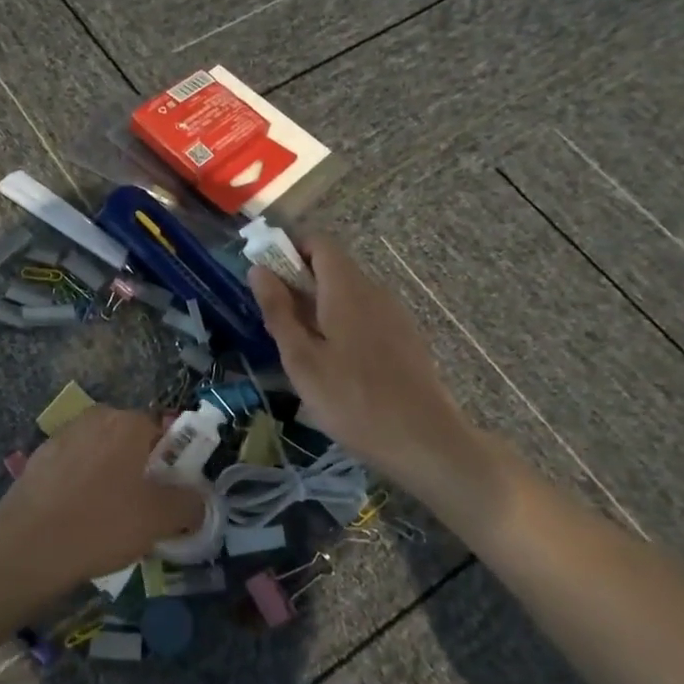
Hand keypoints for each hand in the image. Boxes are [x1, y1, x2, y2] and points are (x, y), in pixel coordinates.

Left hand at [0, 406, 204, 587]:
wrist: (28, 545)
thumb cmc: (102, 523)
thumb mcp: (159, 520)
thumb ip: (188, 504)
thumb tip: (198, 500)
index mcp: (128, 422)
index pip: (162, 431)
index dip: (171, 462)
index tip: (170, 493)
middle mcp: (96, 417)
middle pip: (130, 439)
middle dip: (140, 468)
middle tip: (142, 508)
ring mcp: (64, 435)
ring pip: (100, 453)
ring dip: (110, 475)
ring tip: (108, 517)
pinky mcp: (40, 457)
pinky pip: (74, 466)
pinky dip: (82, 484)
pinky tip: (78, 517)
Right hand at [248, 235, 478, 480]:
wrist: (425, 442)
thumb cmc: (352, 400)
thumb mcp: (301, 359)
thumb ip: (279, 311)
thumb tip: (258, 270)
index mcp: (346, 288)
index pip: (318, 242)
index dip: (289, 250)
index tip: (267, 279)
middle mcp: (373, 290)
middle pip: (332, 267)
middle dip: (299, 283)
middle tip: (276, 323)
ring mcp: (394, 314)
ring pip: (349, 293)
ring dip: (320, 306)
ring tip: (303, 350)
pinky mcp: (405, 337)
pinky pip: (366, 314)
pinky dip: (343, 323)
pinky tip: (337, 366)